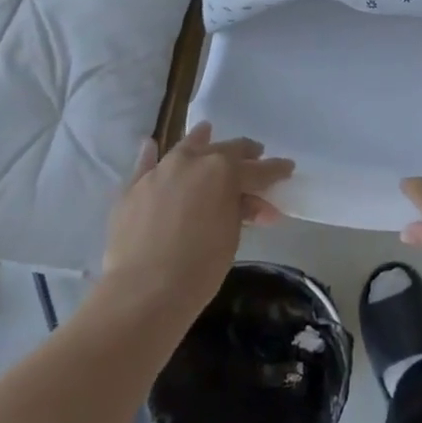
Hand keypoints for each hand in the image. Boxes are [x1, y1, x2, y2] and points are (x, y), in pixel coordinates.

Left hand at [99, 122, 292, 323]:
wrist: (143, 291)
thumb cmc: (199, 268)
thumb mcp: (231, 237)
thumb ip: (241, 211)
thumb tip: (253, 205)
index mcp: (225, 171)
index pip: (259, 169)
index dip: (276, 170)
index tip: (288, 167)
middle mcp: (193, 161)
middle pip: (225, 150)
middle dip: (244, 153)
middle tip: (256, 154)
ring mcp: (160, 171)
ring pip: (185, 147)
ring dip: (200, 141)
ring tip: (207, 132)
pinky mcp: (133, 187)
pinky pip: (144, 164)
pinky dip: (150, 154)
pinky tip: (151, 144)